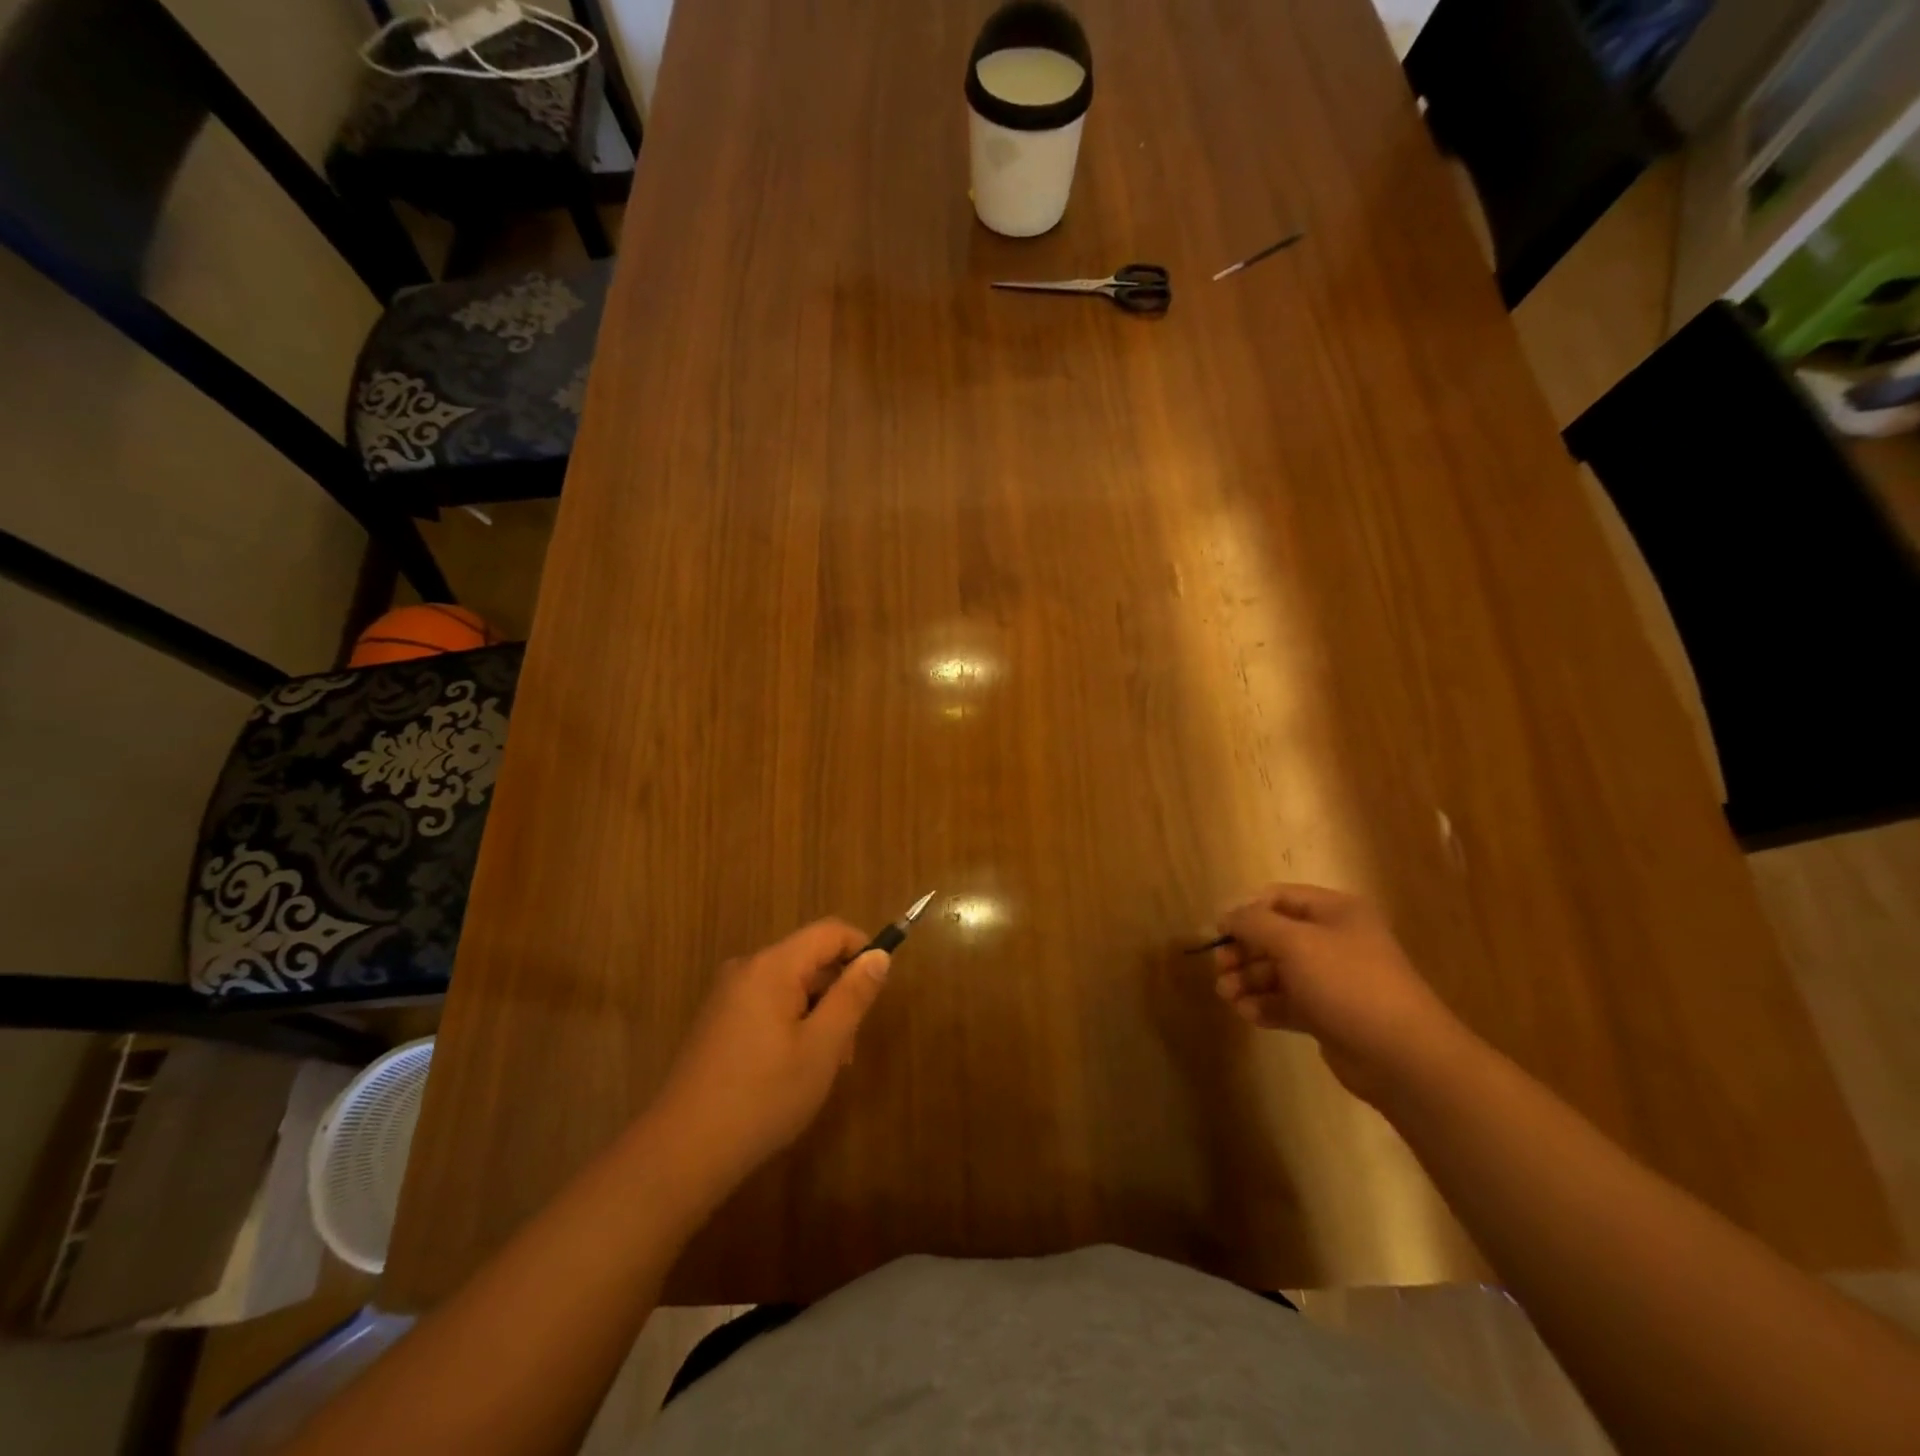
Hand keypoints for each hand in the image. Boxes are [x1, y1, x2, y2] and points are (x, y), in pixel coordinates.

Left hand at [648, 920, 889, 1195]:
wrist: (681, 1152)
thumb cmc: (762, 1097)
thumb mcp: (822, 1048)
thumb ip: (852, 996)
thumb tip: (878, 956)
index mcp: (771, 966)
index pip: (830, 931)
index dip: (862, 949)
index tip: (878, 990)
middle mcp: (746, 968)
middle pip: (809, 958)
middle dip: (838, 992)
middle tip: (847, 1048)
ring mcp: (726, 995)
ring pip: (789, 985)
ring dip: (816, 1013)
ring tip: (821, 1068)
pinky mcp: (716, 1021)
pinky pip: (767, 1004)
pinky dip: (790, 1024)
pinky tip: (789, 1071)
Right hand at [1213, 884, 1459, 1102]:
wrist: (1403, 1056)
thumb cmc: (1347, 984)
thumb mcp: (1294, 943)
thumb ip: (1254, 923)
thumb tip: (1226, 915)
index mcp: (1334, 912)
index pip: (1278, 898)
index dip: (1244, 911)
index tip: (1216, 932)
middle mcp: (1334, 940)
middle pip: (1274, 936)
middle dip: (1242, 951)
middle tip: (1219, 969)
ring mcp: (1333, 979)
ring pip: (1278, 972)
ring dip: (1248, 981)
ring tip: (1228, 997)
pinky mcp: (1329, 1015)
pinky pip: (1288, 1002)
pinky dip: (1265, 1005)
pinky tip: (1247, 1015)